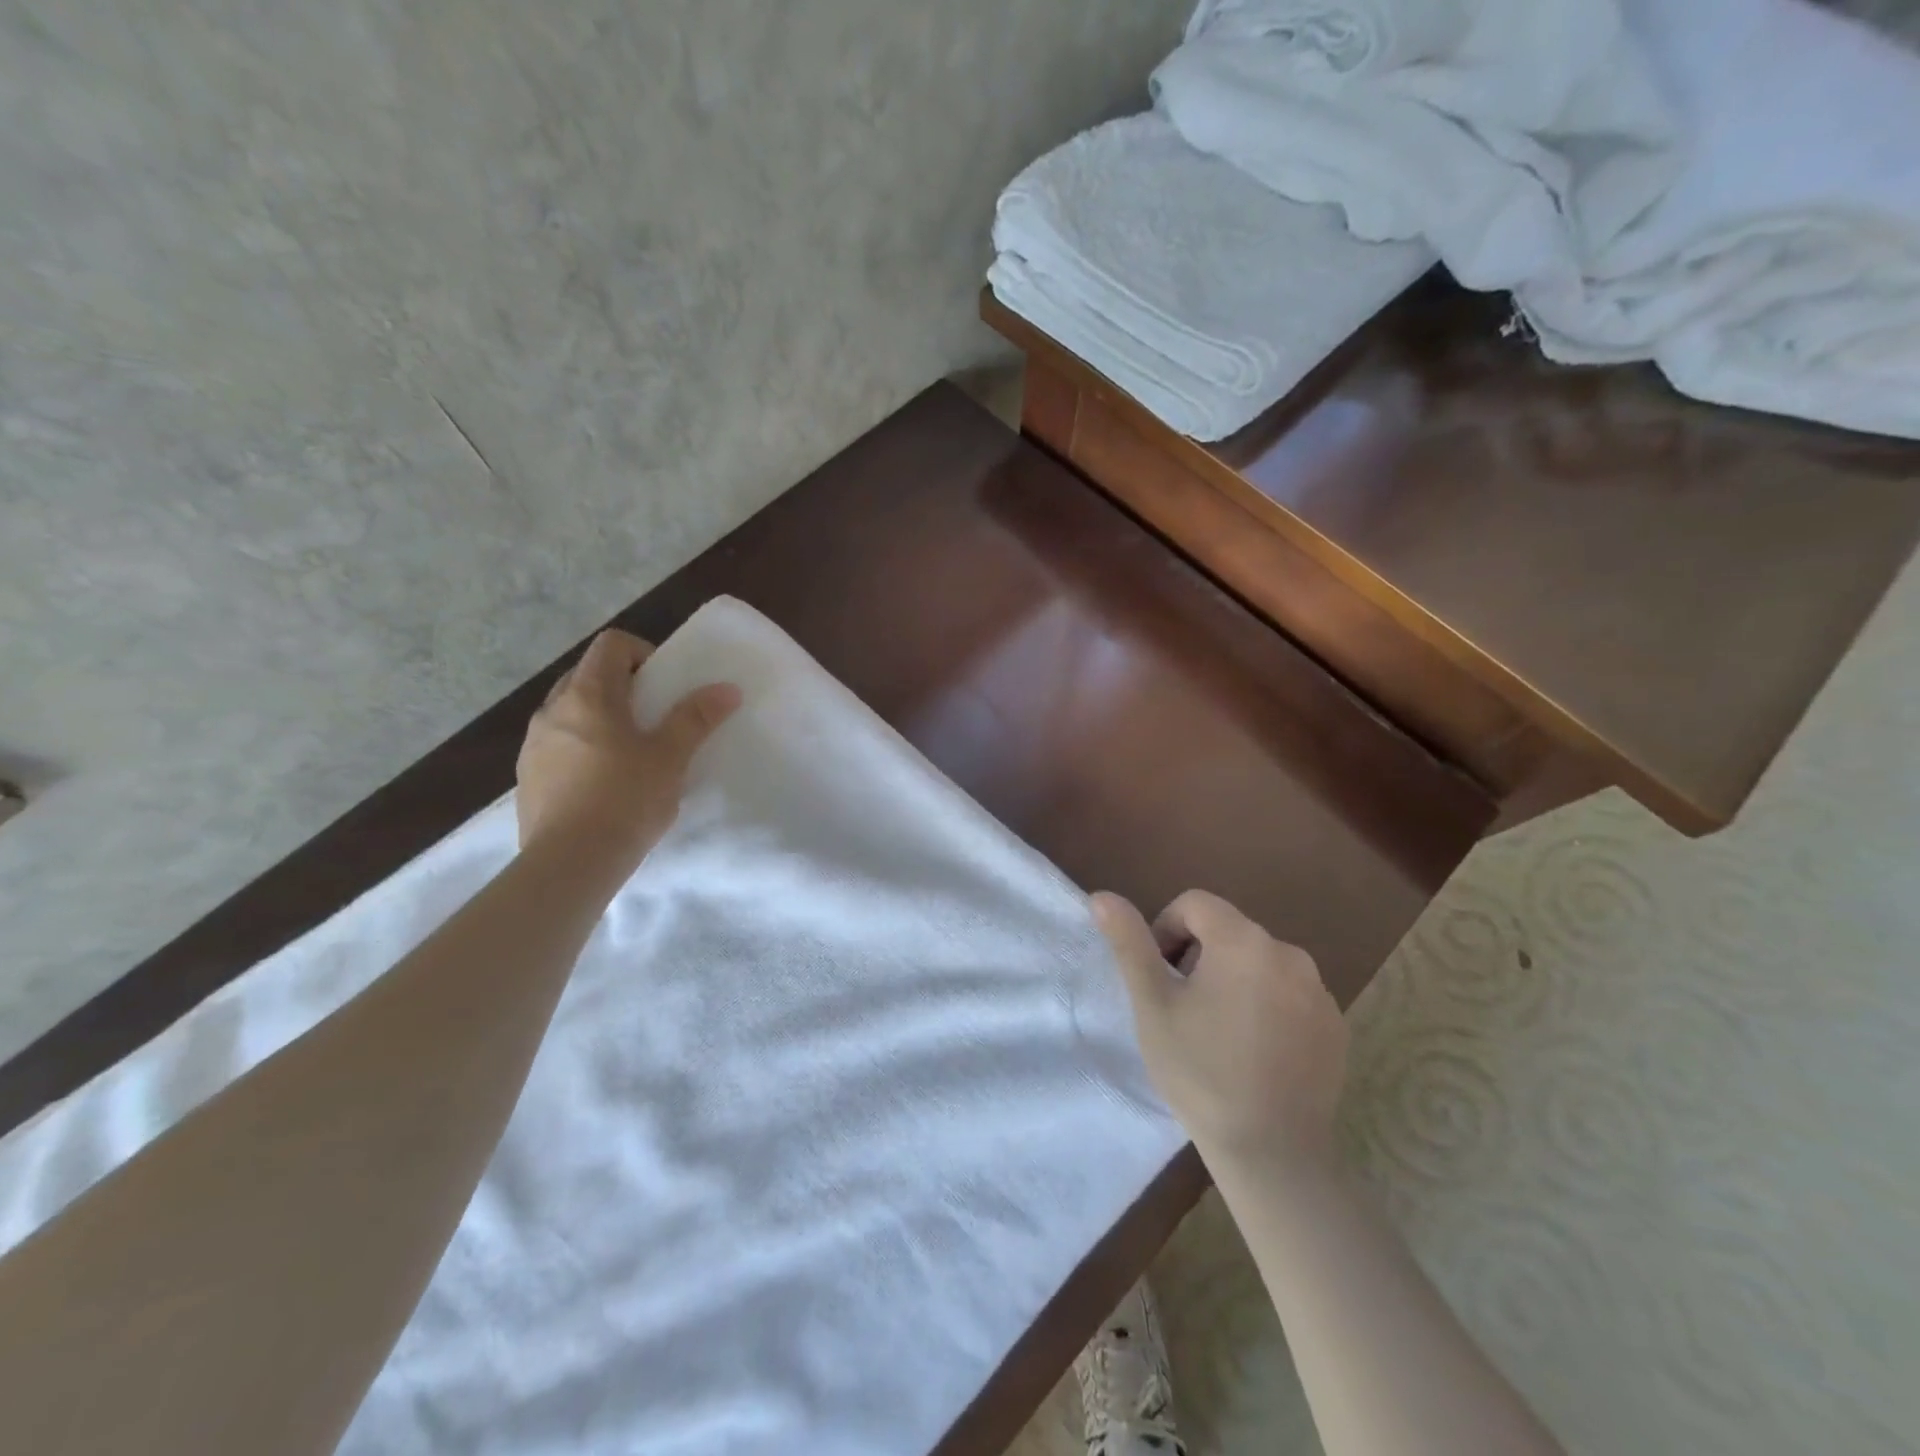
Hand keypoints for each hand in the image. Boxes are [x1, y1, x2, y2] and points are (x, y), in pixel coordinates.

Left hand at [516, 629, 741, 866]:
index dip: (643, 653)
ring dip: (601, 719)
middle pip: (589, 675)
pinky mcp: (527, 777)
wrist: (570, 863)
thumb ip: (696, 718)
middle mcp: (552, 710)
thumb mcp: (670, 757)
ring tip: (631, 754)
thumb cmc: (625, 799)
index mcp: (587, 695)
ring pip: (571, 712)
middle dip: (624, 686)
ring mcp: (533, 744)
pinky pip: (558, 745)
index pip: (612, 645)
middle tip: (654, 718)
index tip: (666, 685)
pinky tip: (605, 785)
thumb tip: (727, 688)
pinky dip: (582, 749)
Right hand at [1092, 889, 1347, 1169]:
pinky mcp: (1335, 1025)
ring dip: (1233, 980)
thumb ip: (1129, 943)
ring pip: (1259, 963)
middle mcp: (1289, 953)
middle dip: (1198, 956)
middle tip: (1183, 1008)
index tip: (1160, 976)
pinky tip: (1254, 1051)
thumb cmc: (1200, 1071)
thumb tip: (1102, 897)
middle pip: (1229, 931)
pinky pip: (1290, 994)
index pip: (1195, 904)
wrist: (1272, 1154)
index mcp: (1243, 941)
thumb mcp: (1152, 1005)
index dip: (1166, 929)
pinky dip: (1267, 1005)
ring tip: (1217, 1031)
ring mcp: (1319, 991)